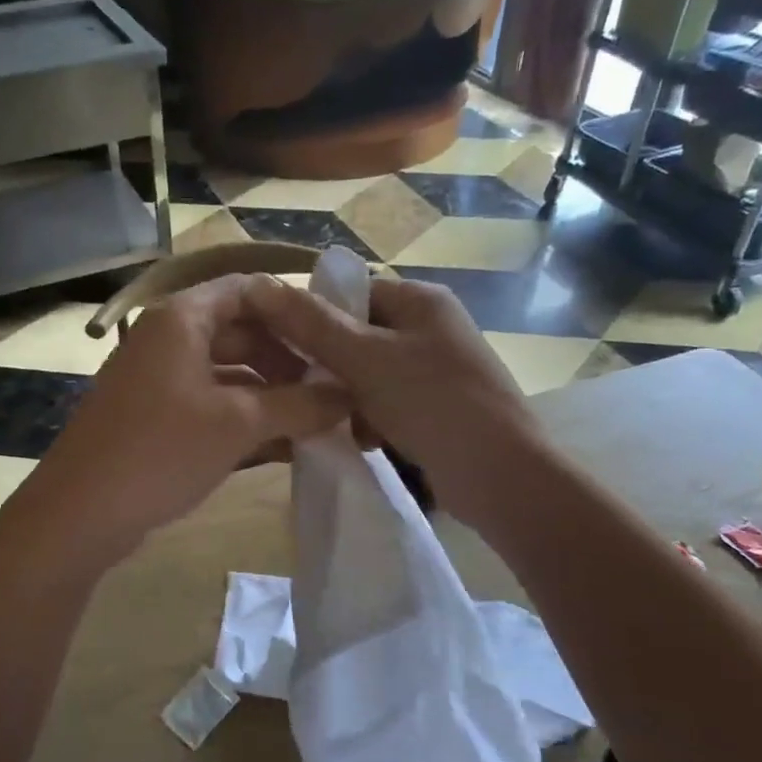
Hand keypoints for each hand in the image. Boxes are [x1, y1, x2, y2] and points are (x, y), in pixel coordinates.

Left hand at [17, 276, 348, 564]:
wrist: (79, 513)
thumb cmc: (160, 450)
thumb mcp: (238, 424)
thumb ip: (299, 405)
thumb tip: (348, 397)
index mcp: (182, 318)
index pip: (249, 290)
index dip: (295, 310)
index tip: (334, 340)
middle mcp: (167, 338)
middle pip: (241, 331)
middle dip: (288, 360)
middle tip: (331, 391)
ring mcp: (157, 378)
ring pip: (227, 372)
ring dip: (271, 394)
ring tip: (317, 422)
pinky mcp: (154, 416)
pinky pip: (210, 403)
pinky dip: (244, 418)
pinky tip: (282, 446)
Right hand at [244, 274, 533, 525]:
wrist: (502, 476)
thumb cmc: (433, 403)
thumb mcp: (364, 359)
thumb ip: (312, 324)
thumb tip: (260, 285)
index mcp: (420, 300)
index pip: (351, 292)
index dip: (314, 317)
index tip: (286, 351)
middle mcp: (431, 326)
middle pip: (358, 335)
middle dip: (332, 367)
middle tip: (312, 393)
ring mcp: (438, 368)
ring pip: (368, 373)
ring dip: (349, 398)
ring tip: (346, 423)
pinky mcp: (439, 406)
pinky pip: (388, 401)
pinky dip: (372, 418)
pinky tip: (369, 440)